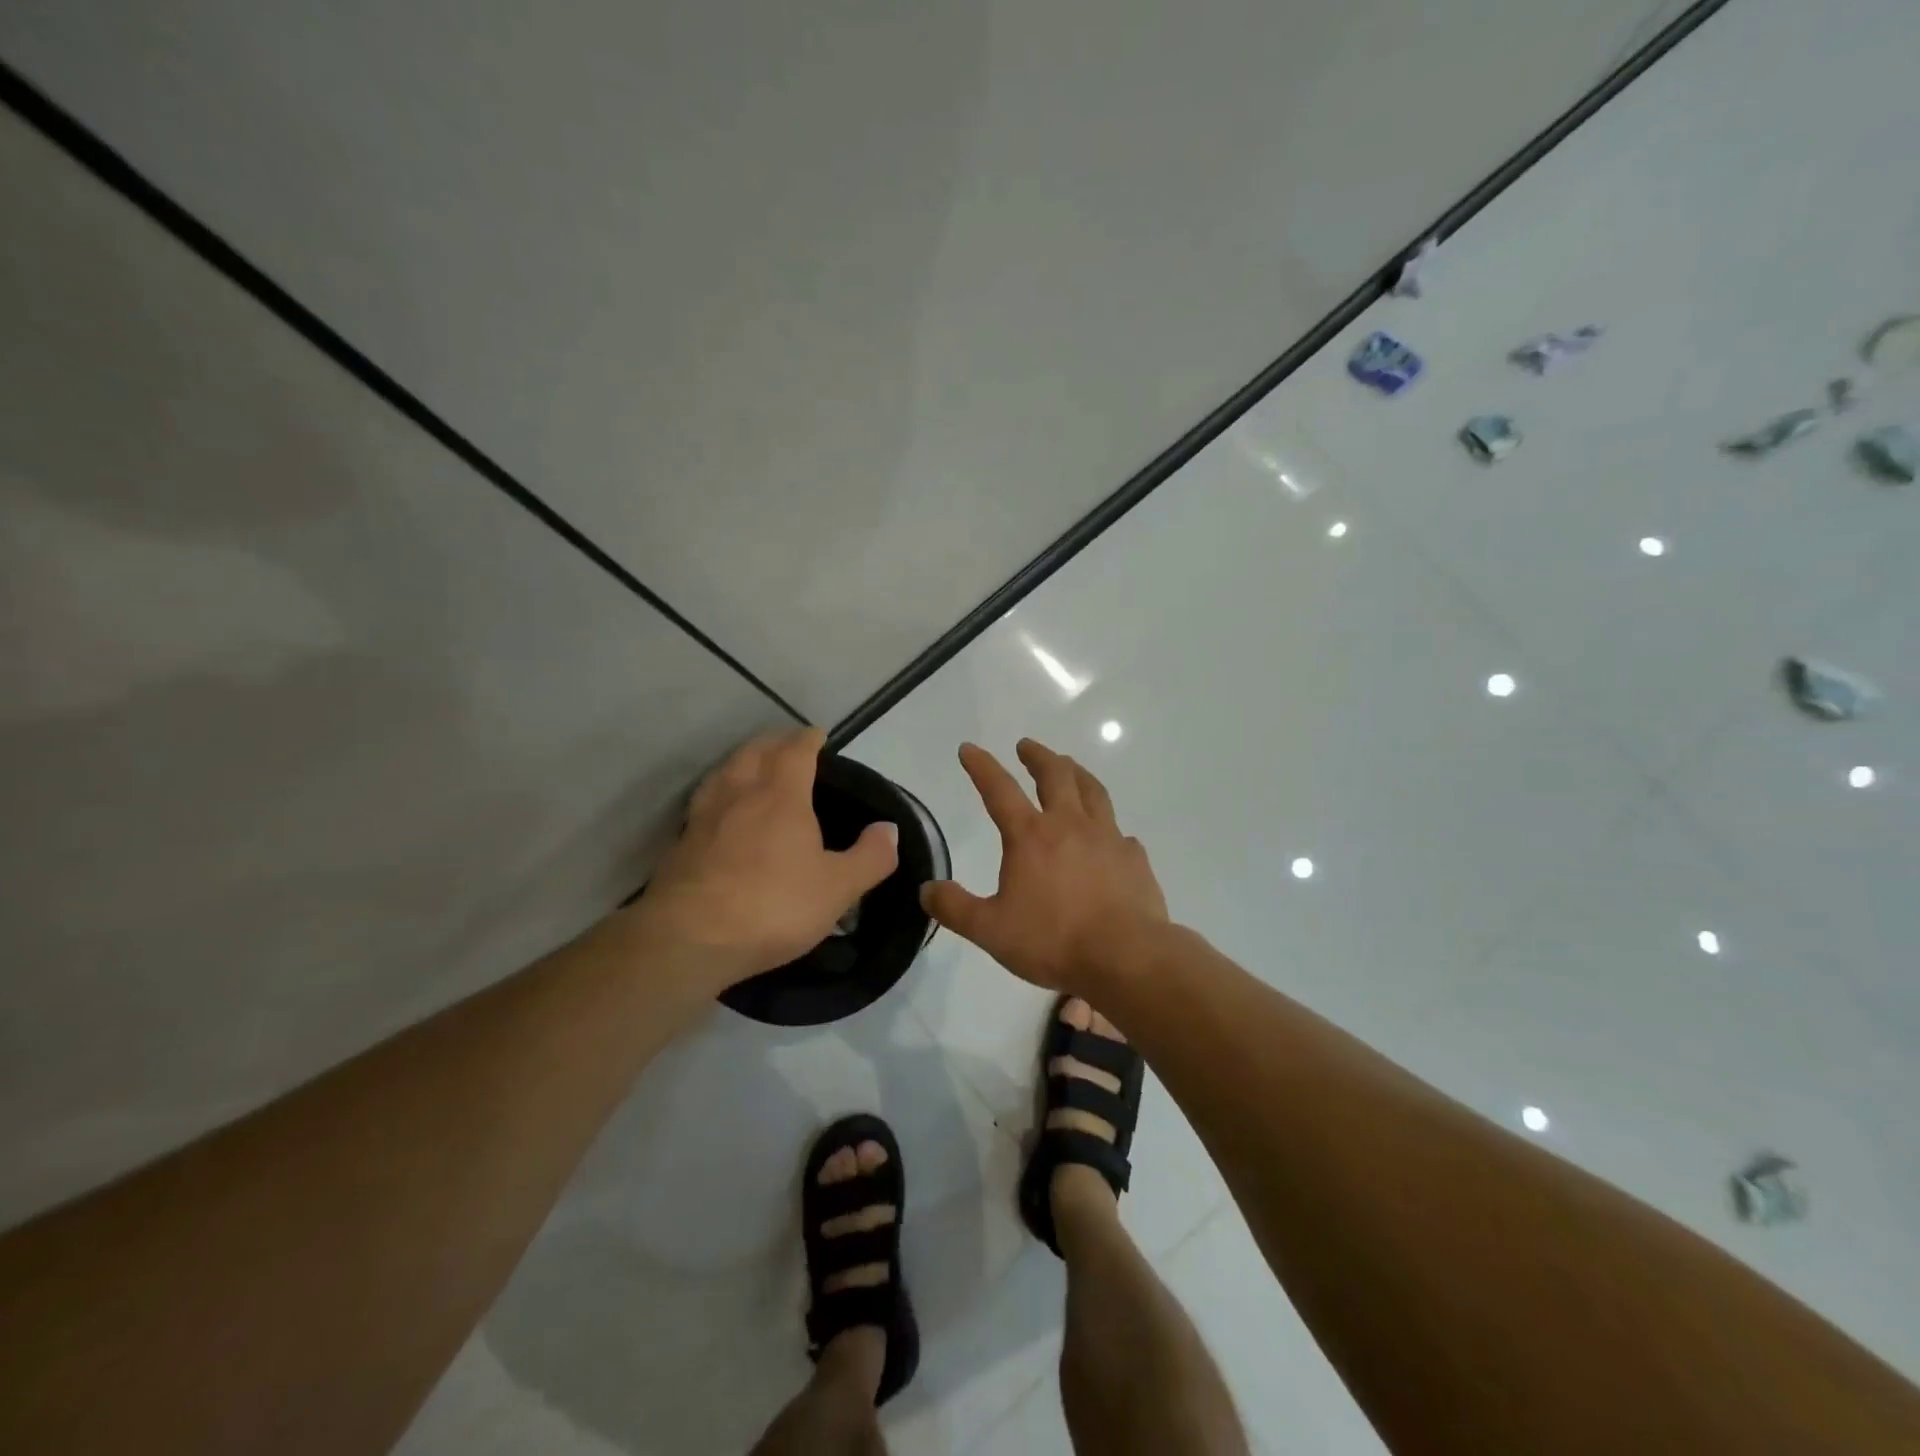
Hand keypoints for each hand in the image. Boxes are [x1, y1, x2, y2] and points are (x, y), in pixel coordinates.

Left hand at [635, 728, 899, 988]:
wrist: (689, 938)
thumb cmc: (772, 905)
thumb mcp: (837, 888)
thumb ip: (870, 857)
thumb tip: (889, 829)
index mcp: (781, 795)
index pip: (795, 751)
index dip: (808, 739)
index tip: (818, 735)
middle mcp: (740, 794)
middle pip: (754, 752)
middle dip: (773, 743)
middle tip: (787, 745)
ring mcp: (704, 817)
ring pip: (724, 772)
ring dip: (742, 761)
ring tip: (752, 766)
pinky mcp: (681, 844)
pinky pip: (704, 802)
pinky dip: (719, 792)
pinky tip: (721, 810)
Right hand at [922, 739, 1166, 991]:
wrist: (1125, 957)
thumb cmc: (1053, 940)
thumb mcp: (990, 930)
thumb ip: (955, 908)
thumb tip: (927, 889)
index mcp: (1030, 836)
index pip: (999, 790)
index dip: (981, 766)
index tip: (970, 748)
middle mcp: (1070, 825)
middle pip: (1054, 775)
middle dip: (1037, 756)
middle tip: (1026, 746)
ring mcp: (1107, 837)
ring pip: (1092, 791)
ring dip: (1076, 773)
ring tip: (1069, 766)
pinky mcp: (1134, 858)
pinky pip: (1119, 832)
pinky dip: (1108, 826)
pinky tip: (1109, 835)